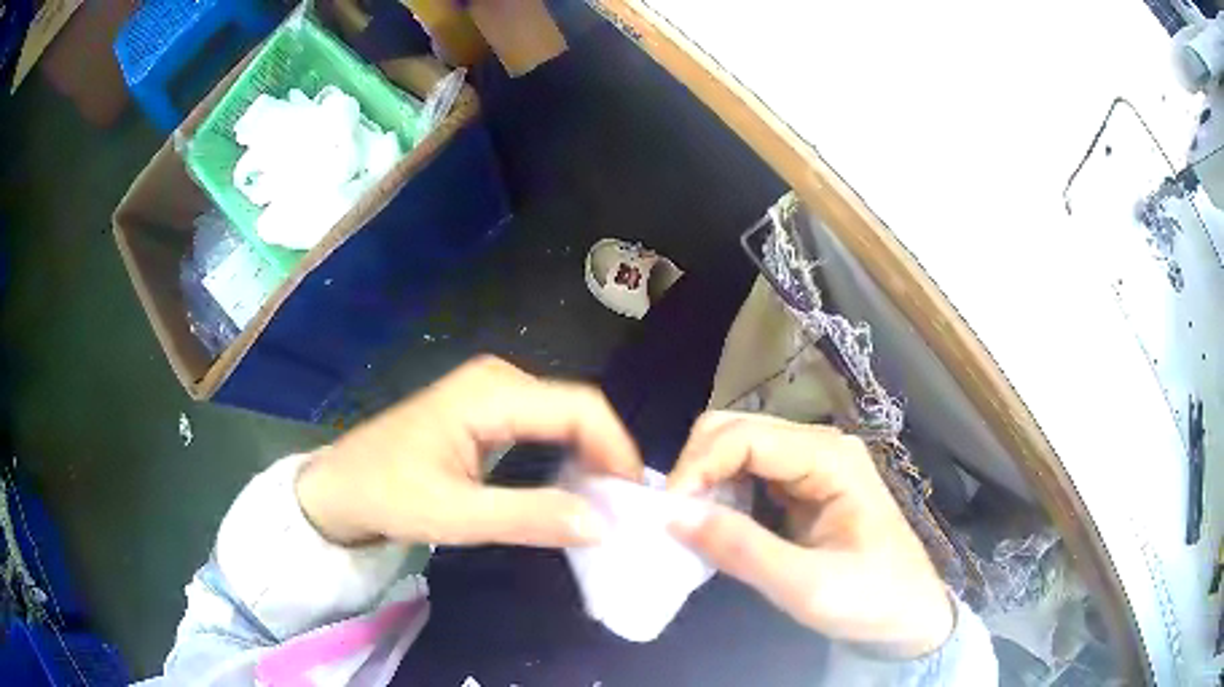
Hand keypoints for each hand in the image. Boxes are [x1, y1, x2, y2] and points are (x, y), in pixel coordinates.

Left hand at [296, 356, 642, 547]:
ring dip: (589, 458)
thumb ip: (529, 518)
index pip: (580, 408)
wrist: (339, 487)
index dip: (617, 450)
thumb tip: (603, 525)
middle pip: (577, 409)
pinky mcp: (487, 410)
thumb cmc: (386, 494)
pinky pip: (544, 426)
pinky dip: (567, 456)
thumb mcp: (455, 515)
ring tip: (605, 504)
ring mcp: (492, 392)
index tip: (634, 500)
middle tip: (625, 509)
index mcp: (491, 392)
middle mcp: (499, 380)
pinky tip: (572, 488)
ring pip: (565, 418)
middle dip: (607, 456)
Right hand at [667, 412, 954, 658]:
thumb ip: (742, 550)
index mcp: (829, 457)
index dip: (696, 467)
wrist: (910, 615)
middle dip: (696, 468)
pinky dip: (721, 494)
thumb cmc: (871, 599)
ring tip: (692, 527)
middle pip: (735, 429)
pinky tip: (717, 526)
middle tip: (674, 521)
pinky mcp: (803, 486)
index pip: (743, 436)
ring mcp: (811, 463)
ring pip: (736, 448)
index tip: (666, 514)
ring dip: (705, 481)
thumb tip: (671, 515)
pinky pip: (747, 474)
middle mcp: (818, 446)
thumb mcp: (806, 586)